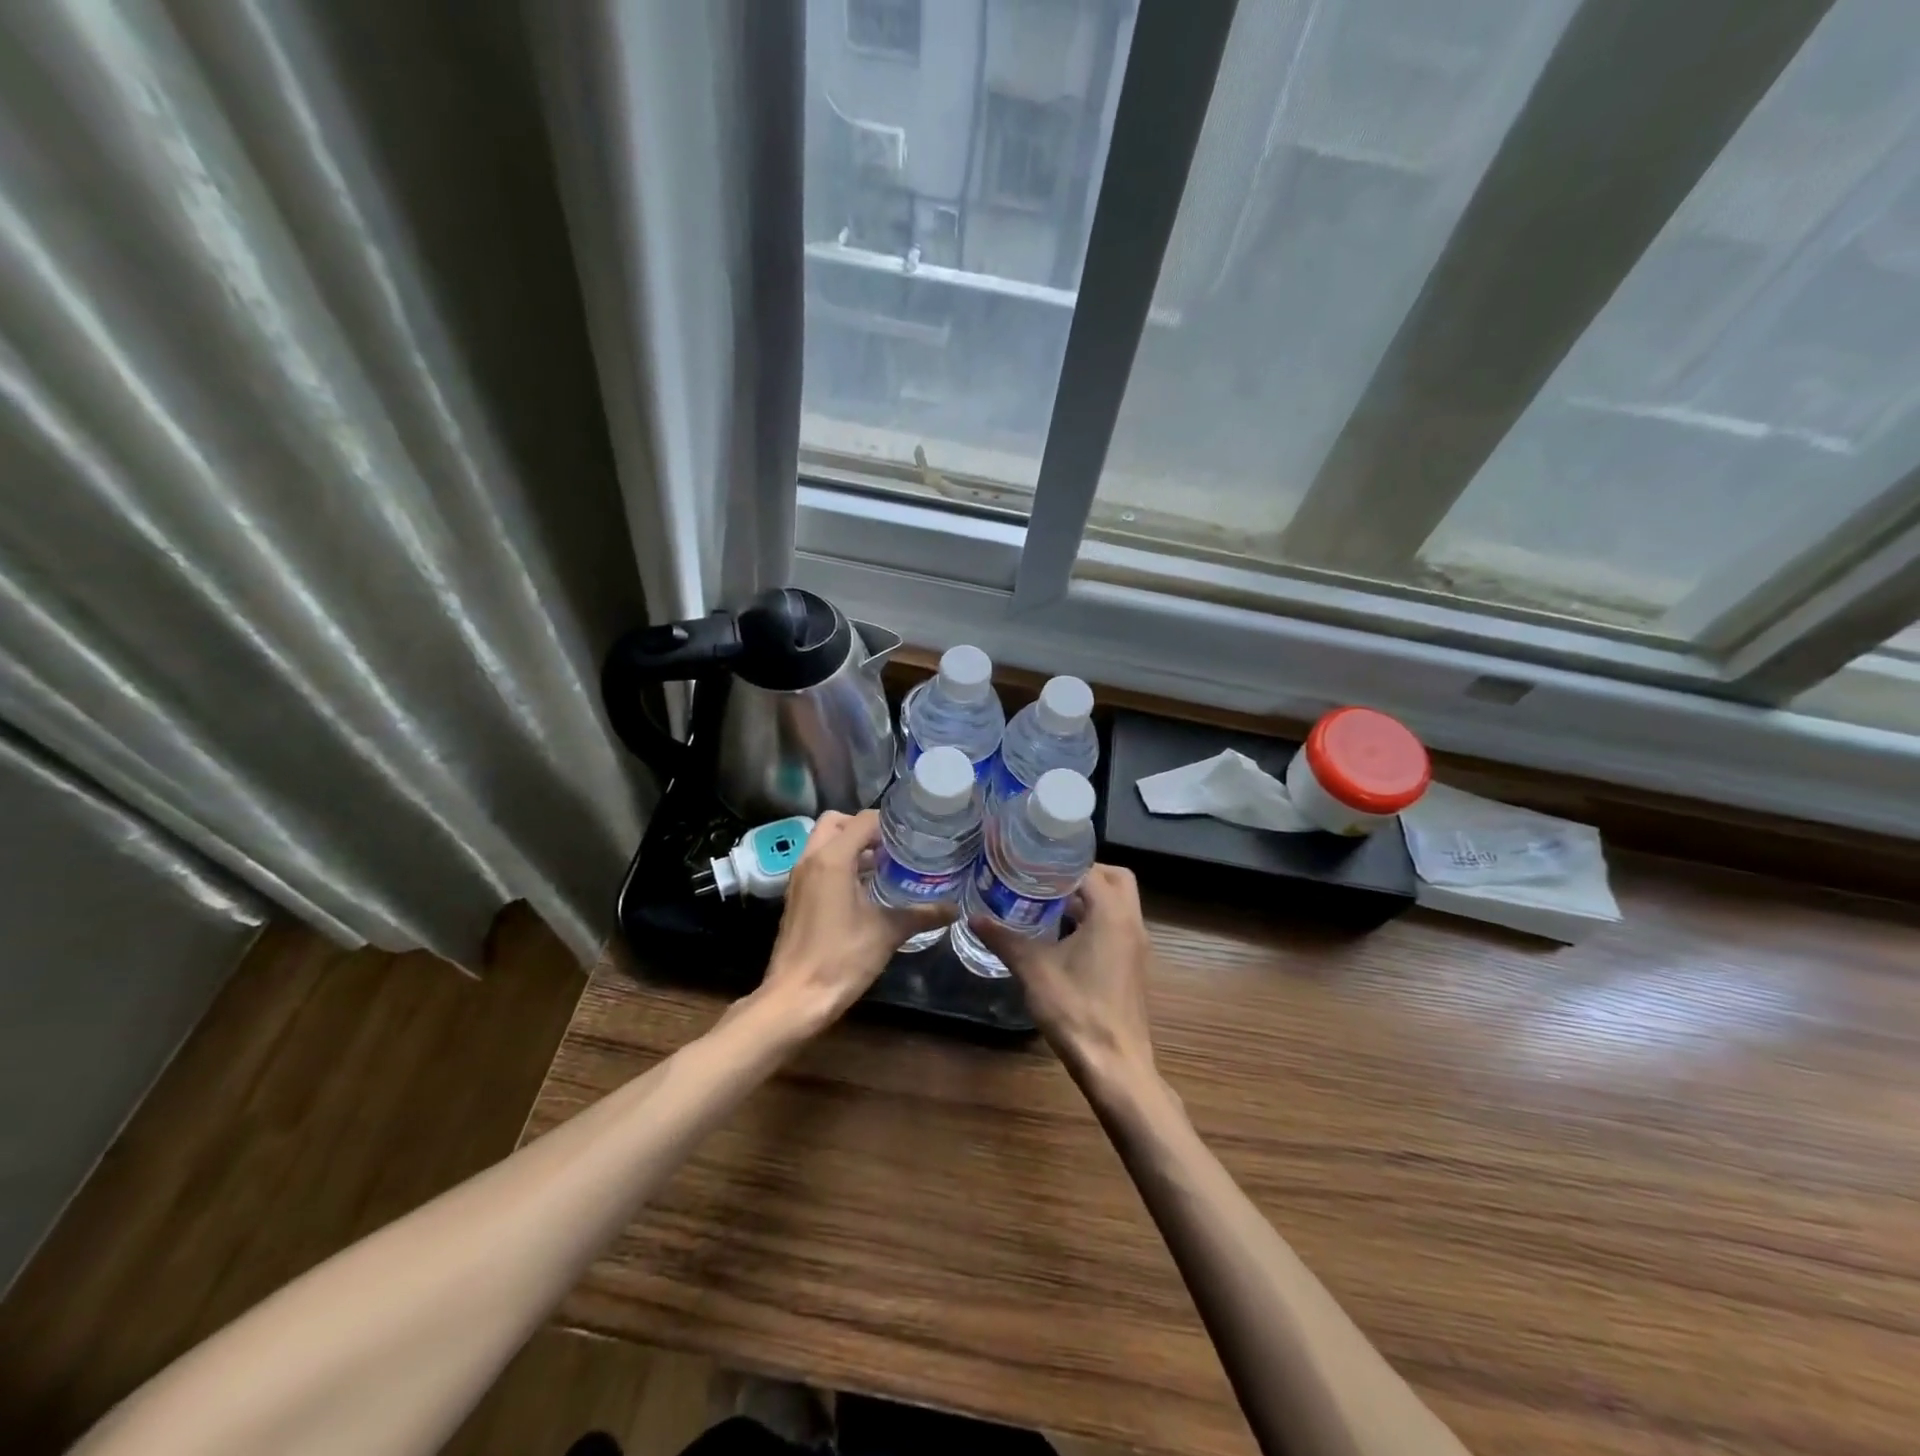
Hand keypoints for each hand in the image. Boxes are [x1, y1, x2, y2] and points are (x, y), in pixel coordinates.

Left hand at [759, 809, 953, 1032]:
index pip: (862, 820)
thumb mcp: (887, 933)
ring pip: (823, 842)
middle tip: (892, 847)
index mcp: (832, 859)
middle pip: (836, 822)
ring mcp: (798, 878)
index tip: (913, 836)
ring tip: (883, 865)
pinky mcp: (795, 896)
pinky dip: (838, 864)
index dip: (889, 823)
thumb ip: (921, 915)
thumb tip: (953, 909)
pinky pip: (818, 864)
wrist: (795, 998)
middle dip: (864, 828)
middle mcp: (810, 860)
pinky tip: (864, 889)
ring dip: (850, 846)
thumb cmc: (841, 959)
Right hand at [971, 863, 1156, 1090]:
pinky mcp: (1132, 966)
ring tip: (1047, 902)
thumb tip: (973, 917)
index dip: (1061, 863)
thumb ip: (1004, 939)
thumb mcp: (1033, 969)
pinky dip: (1094, 920)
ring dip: (1089, 898)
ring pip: (1118, 904)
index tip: (1032, 861)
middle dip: (1084, 874)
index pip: (1091, 869)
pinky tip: (1060, 936)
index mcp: (1112, 914)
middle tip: (1047, 878)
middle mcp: (1131, 923)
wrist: (1114, 1065)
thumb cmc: (1076, 1009)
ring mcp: (1136, 946)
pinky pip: (1116, 926)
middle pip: (1115, 879)